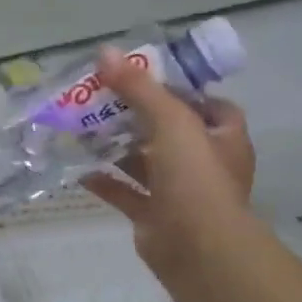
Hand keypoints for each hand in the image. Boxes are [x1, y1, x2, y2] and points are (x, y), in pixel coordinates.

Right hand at [83, 46, 256, 277]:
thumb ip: (139, 88)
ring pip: (144, 162)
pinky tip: (78, 168)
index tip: (144, 80)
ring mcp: (179, 192)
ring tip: (82, 129)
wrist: (197, 249)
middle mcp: (204, 164)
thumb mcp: (170, 122)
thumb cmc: (195, 179)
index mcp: (222, 138)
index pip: (210, 106)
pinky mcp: (154, 215)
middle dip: (136, 117)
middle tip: (100, 100)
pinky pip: (125, 193)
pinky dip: (104, 181)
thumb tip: (106, 52)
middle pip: (169, 132)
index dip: (181, 91)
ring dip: (117, 148)